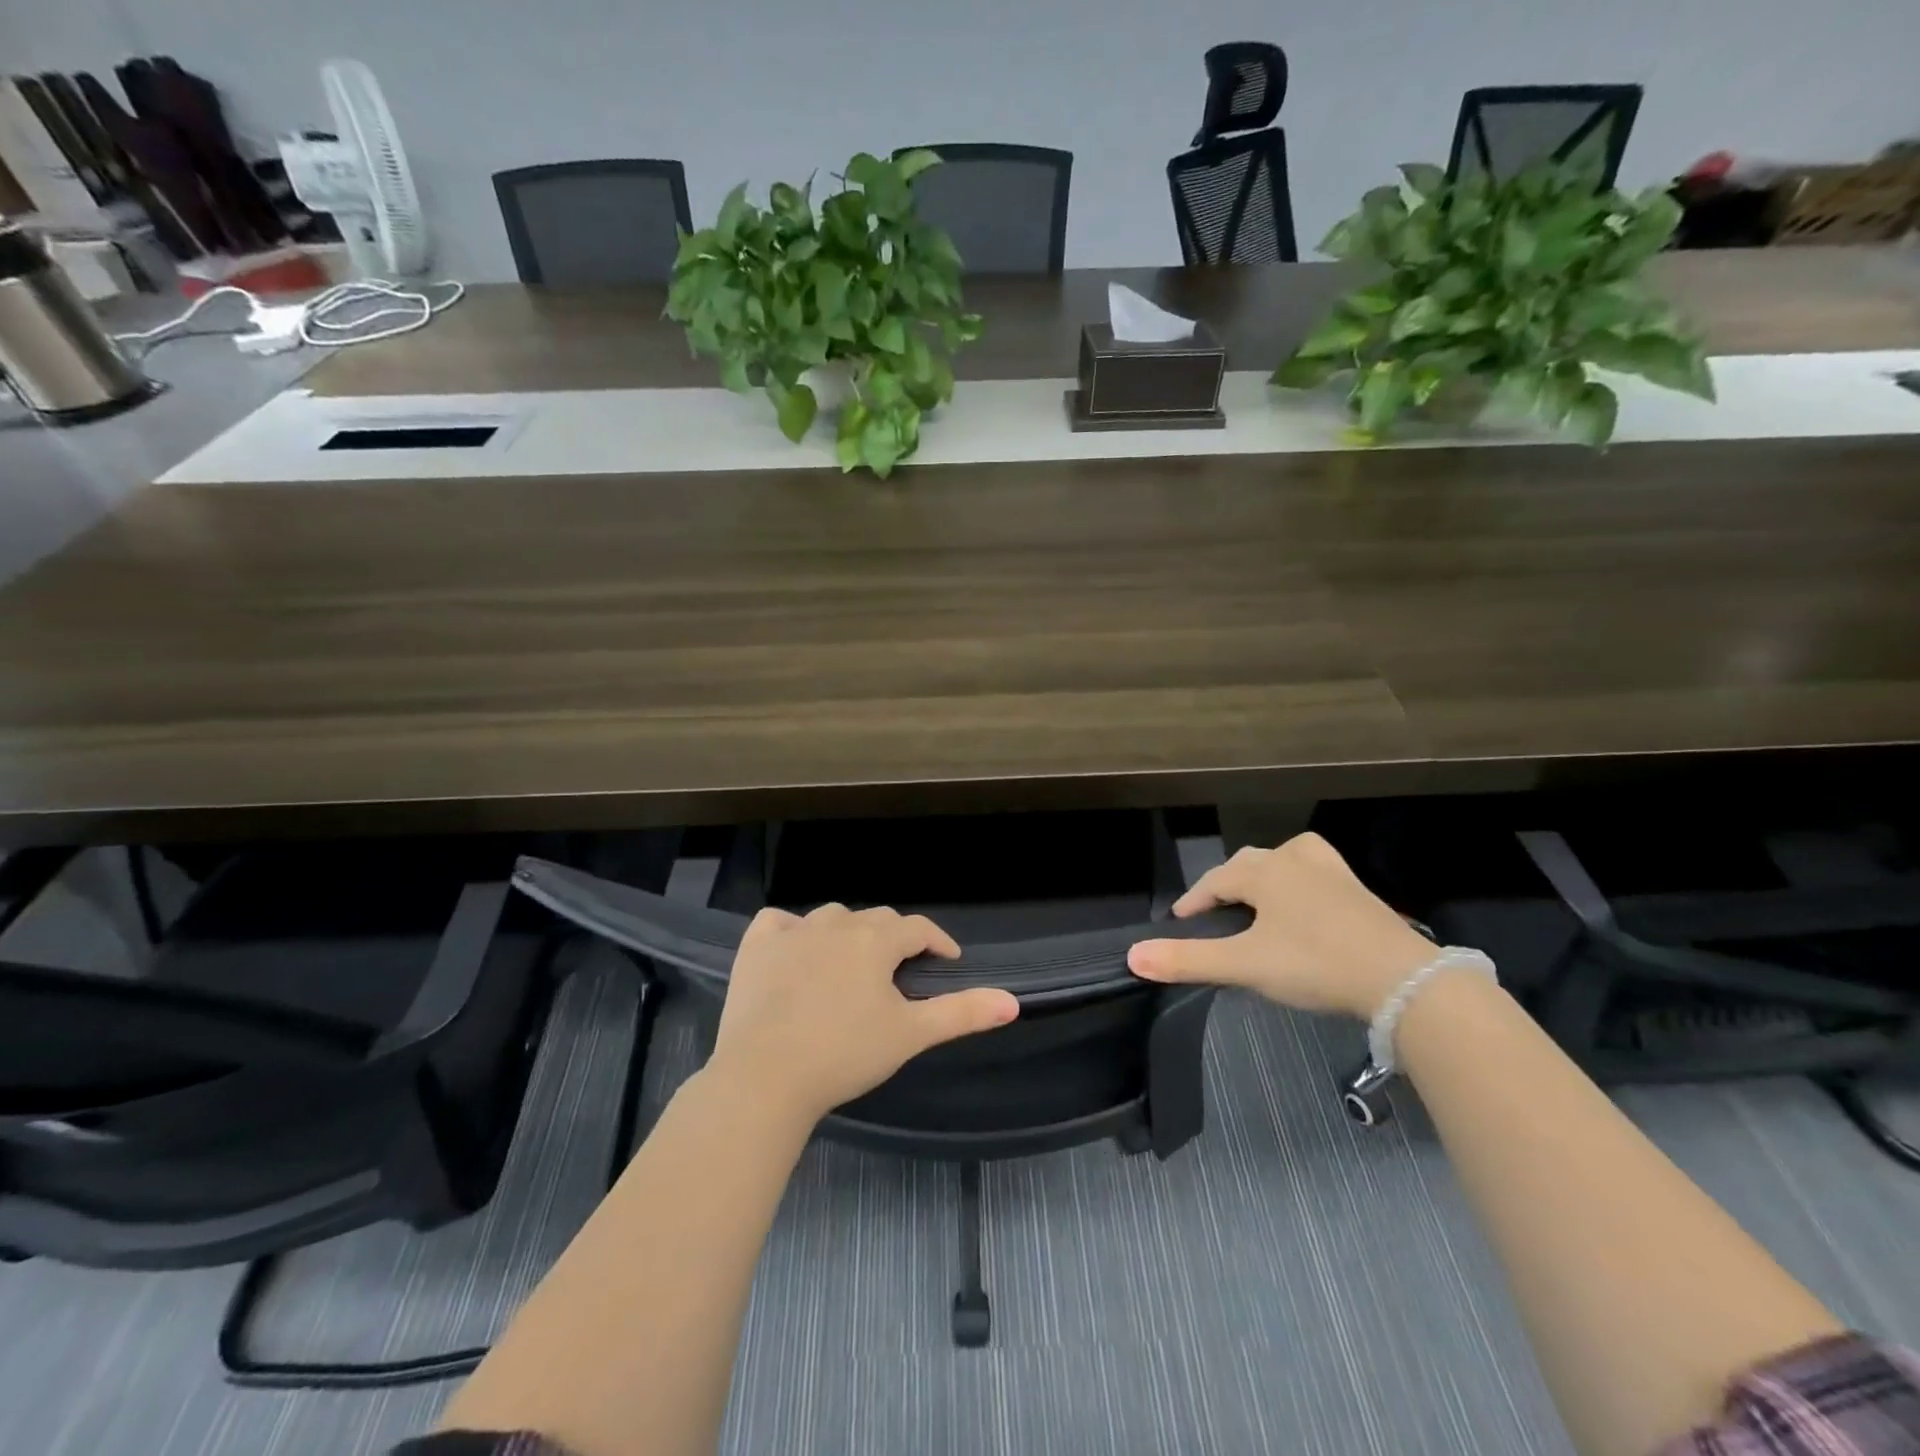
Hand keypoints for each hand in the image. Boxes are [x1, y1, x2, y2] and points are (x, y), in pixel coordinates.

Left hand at [708, 903, 1019, 1122]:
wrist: (765, 1075)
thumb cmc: (845, 1054)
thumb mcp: (910, 1035)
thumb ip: (961, 1013)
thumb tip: (1012, 1003)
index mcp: (875, 940)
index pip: (918, 928)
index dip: (938, 941)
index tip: (947, 960)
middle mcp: (836, 925)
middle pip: (876, 919)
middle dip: (894, 938)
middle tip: (899, 971)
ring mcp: (792, 933)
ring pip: (830, 917)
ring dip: (847, 933)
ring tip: (850, 962)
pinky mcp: (756, 948)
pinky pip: (777, 923)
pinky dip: (790, 930)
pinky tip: (794, 949)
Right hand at [1126, 833, 1434, 1018]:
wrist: (1403, 980)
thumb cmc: (1315, 964)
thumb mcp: (1245, 965)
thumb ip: (1188, 960)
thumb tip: (1132, 956)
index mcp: (1264, 871)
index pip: (1215, 881)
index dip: (1193, 902)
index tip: (1178, 924)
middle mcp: (1295, 859)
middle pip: (1247, 865)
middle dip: (1226, 888)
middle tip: (1214, 918)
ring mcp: (1332, 871)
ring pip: (1284, 862)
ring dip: (1264, 879)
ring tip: (1257, 903)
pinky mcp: (1358, 890)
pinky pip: (1315, 874)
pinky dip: (1298, 885)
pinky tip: (1304, 907)